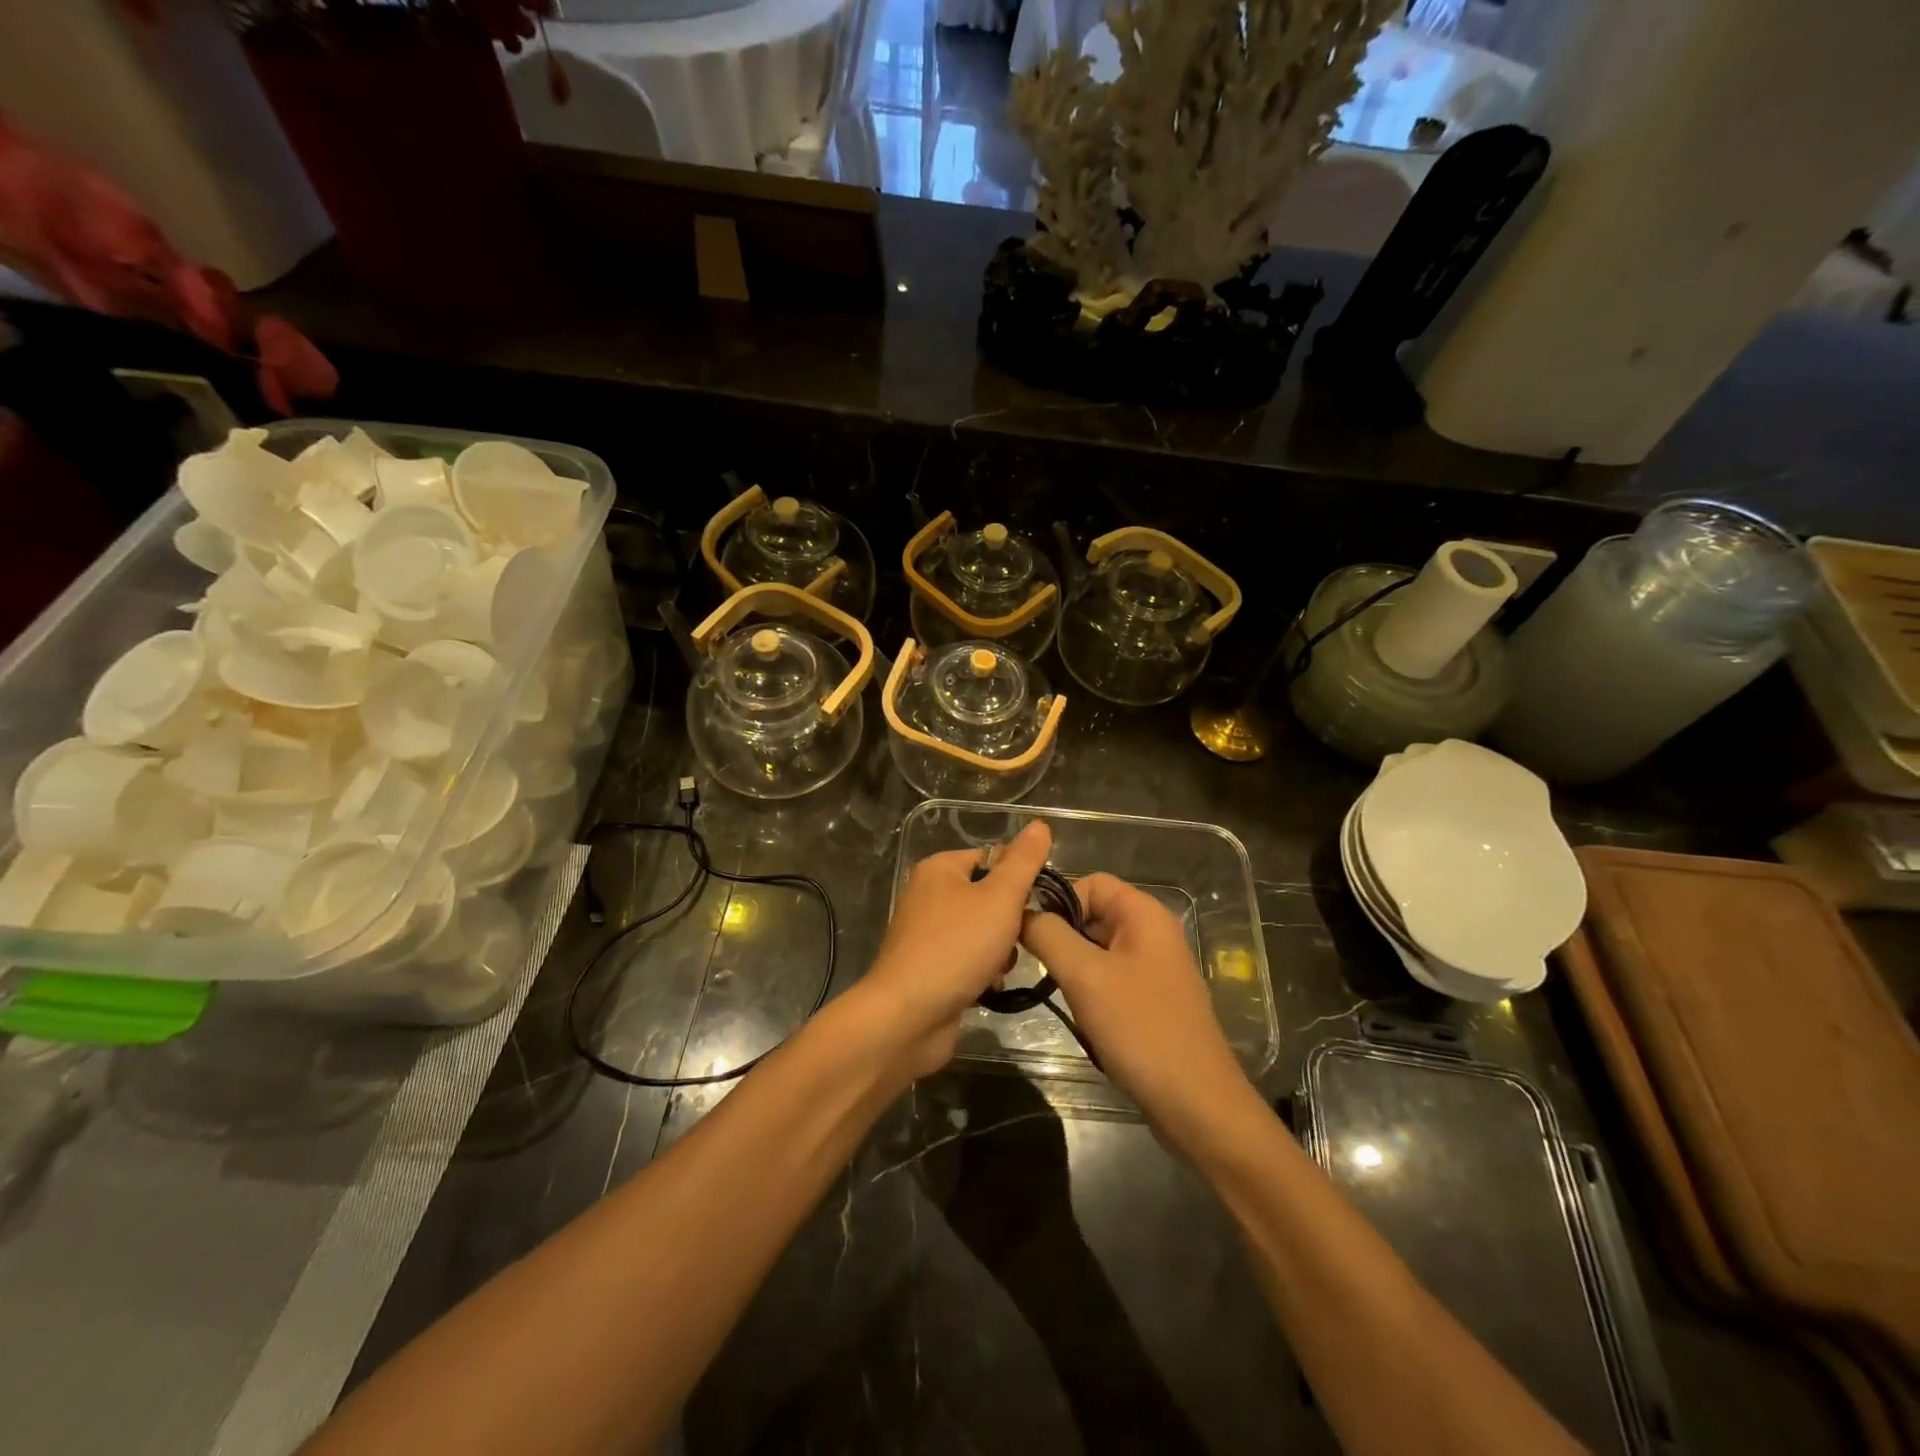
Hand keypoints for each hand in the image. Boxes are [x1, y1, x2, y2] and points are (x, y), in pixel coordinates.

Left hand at [859, 821, 1052, 1077]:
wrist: (908, 1016)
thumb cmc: (956, 947)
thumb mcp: (999, 898)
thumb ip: (1023, 862)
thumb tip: (1040, 825)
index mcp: (939, 869)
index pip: (991, 859)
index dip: (1018, 879)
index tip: (1037, 904)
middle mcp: (928, 895)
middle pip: (988, 897)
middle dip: (1009, 922)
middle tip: (1015, 940)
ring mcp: (925, 934)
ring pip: (981, 932)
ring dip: (999, 951)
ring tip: (999, 968)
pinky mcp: (928, 968)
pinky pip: (967, 959)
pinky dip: (981, 972)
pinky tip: (987, 987)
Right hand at [1022, 874, 1253, 1146]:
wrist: (1196, 1105)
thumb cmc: (1140, 1029)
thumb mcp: (1085, 976)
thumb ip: (1048, 935)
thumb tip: (1020, 912)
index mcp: (1144, 914)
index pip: (1089, 882)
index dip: (1056, 901)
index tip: (1027, 932)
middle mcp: (1152, 932)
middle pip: (1092, 913)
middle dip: (1060, 935)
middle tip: (1032, 964)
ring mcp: (1154, 967)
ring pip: (1097, 948)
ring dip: (1072, 966)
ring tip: (1056, 992)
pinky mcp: (1151, 999)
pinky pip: (1109, 977)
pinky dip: (1089, 989)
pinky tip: (1080, 1015)